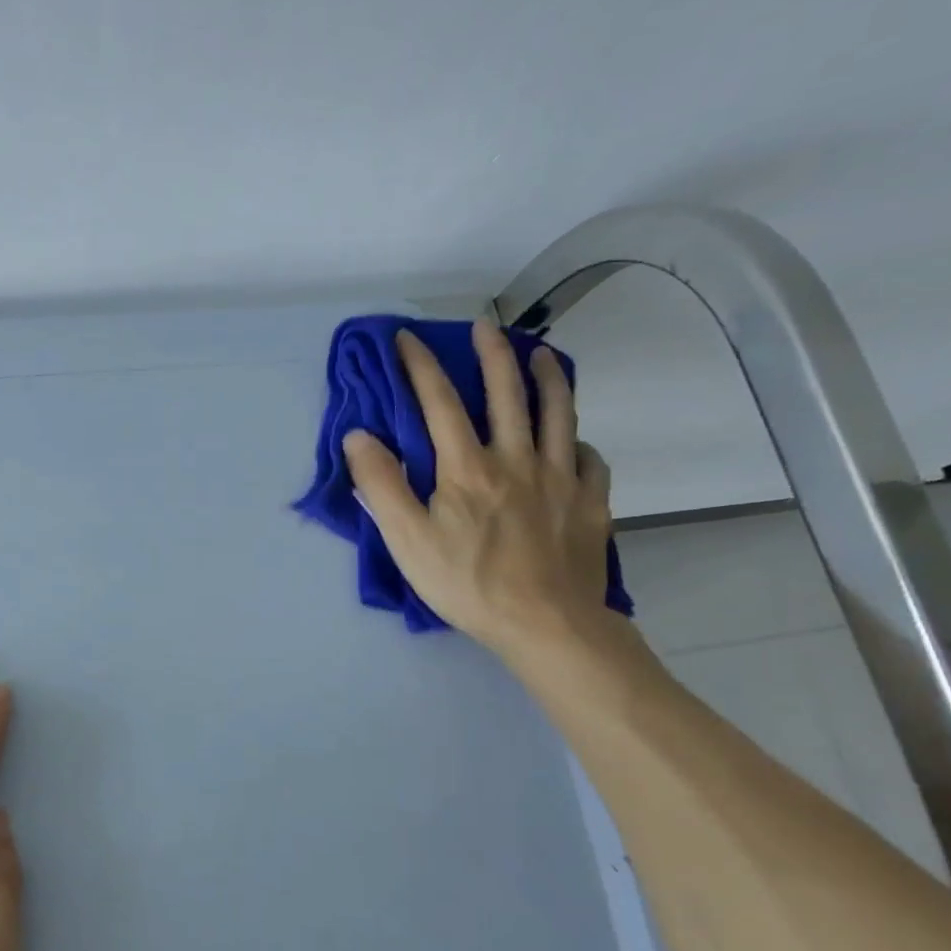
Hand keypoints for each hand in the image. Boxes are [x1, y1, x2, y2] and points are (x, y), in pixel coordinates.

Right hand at [343, 321, 614, 658]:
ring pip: (559, 414)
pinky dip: (580, 443)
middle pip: (507, 394)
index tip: (406, 337)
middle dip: (492, 354)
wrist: (546, 625)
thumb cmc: (467, 583)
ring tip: (543, 354)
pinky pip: (590, 460)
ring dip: (549, 378)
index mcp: (467, 467)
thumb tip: (360, 435)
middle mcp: (517, 460)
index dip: (420, 366)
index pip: (440, 403)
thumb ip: (381, 484)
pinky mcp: (591, 504)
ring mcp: (561, 479)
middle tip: (485, 326)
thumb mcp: (406, 539)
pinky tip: (574, 442)